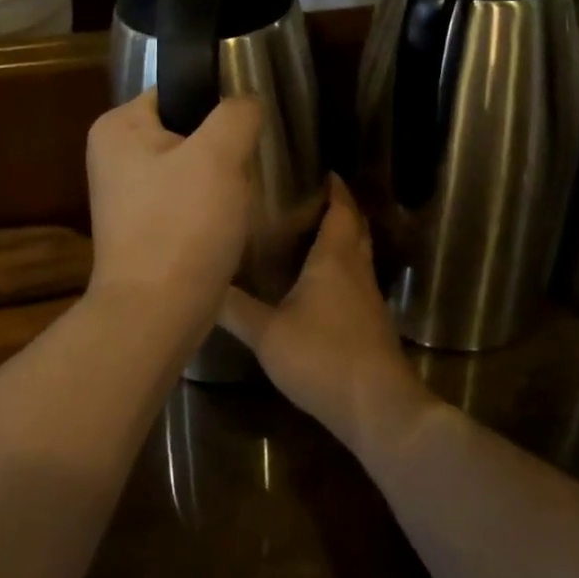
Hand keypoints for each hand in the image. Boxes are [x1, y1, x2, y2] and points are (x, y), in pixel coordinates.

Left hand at [86, 90, 264, 328]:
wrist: (157, 313)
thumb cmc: (182, 224)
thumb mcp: (219, 154)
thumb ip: (237, 112)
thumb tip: (246, 103)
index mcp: (117, 126)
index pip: (177, 92)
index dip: (217, 107)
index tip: (247, 132)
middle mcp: (113, 156)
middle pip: (186, 131)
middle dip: (221, 148)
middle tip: (247, 168)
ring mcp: (126, 196)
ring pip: (191, 169)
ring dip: (219, 181)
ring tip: (239, 199)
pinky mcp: (142, 229)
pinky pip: (185, 202)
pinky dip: (208, 210)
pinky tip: (225, 225)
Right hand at [220, 176, 432, 453]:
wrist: (377, 407)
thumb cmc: (322, 357)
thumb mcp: (267, 333)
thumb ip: (234, 308)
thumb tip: (201, 282)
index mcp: (334, 260)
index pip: (341, 210)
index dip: (334, 188)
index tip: (320, 170)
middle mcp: (356, 271)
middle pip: (354, 228)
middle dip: (338, 208)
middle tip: (309, 197)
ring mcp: (368, 298)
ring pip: (357, 255)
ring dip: (340, 238)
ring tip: (307, 233)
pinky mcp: (371, 323)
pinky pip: (355, 280)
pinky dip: (341, 269)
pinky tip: (317, 285)